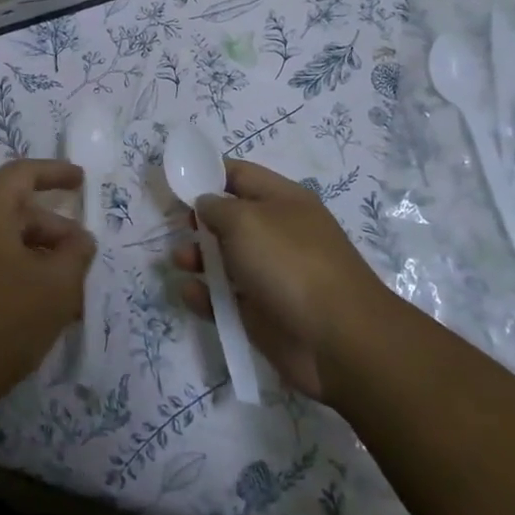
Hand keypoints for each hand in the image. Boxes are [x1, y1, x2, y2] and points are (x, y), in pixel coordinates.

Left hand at [0, 159, 95, 423]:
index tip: (82, 180)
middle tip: (82, 253)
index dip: (55, 172)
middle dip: (52, 227)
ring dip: (37, 254)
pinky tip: (39, 306)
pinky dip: (16, 271)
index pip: (22, 174)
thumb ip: (76, 254)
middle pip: (13, 208)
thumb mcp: (56, 287)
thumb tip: (79, 239)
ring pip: (1, 239)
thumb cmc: (1, 322)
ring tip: (68, 288)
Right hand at [172, 159, 387, 401]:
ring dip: (198, 257)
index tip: (176, 182)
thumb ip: (216, 206)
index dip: (208, 173)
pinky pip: (226, 298)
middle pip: (231, 218)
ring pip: (226, 259)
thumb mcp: (245, 220)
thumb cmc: (290, 263)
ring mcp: (271, 274)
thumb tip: (205, 204)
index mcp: (282, 200)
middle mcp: (277, 233)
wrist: (338, 340)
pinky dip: (205, 295)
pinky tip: (189, 292)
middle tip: (176, 225)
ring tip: (180, 260)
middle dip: (200, 220)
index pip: (239, 175)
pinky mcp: (262, 312)